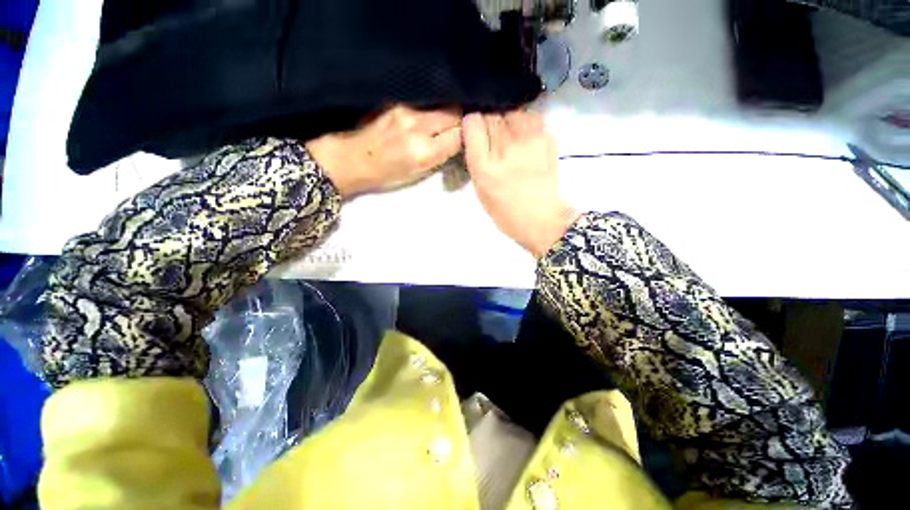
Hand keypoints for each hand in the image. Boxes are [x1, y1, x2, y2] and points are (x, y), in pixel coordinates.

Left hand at [307, 105, 461, 196]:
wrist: (354, 158)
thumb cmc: (387, 174)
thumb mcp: (418, 174)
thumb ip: (440, 155)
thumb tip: (456, 140)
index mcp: (423, 151)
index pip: (458, 136)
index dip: (465, 137)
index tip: (466, 139)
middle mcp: (417, 126)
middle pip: (453, 113)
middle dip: (461, 120)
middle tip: (459, 128)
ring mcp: (405, 109)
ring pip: (441, 104)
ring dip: (447, 112)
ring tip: (444, 122)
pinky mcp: (397, 101)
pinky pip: (425, 102)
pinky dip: (432, 108)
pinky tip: (429, 115)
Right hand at [463, 110, 578, 258]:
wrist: (541, 218)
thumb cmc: (505, 210)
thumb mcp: (480, 188)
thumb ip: (475, 157)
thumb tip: (475, 129)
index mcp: (484, 165)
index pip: (473, 123)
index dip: (472, 124)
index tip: (475, 131)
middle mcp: (505, 148)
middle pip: (492, 114)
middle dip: (489, 121)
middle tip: (494, 138)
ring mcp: (529, 140)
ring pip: (512, 111)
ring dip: (508, 120)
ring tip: (511, 137)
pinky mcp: (547, 138)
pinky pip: (531, 117)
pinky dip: (526, 123)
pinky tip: (526, 139)